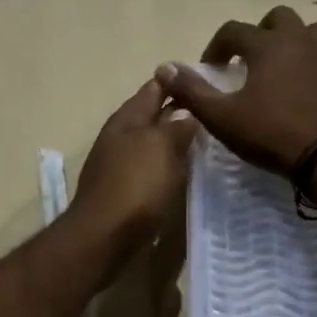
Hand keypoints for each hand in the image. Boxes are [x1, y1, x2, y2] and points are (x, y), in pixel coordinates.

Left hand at [71, 80, 199, 274]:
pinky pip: (150, 170)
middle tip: (212, 111)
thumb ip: (175, 127)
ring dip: (172, 141)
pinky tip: (183, 172)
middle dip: (177, 112)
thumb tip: (185, 112)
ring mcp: (119, 165)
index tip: (205, 79)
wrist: (104, 237)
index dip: (176, 82)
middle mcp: (119, 137)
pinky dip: (167, 166)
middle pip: (152, 116)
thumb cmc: (135, 186)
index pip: (154, 89)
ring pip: (151, 144)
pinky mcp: (124, 192)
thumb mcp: (160, 148)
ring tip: (204, 141)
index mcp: (127, 119)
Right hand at [155, 7, 316, 173]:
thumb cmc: (271, 135)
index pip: (233, 30)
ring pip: (315, 31)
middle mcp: (301, 39)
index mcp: (267, 45)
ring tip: (288, 67)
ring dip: (298, 42)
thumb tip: (164, 68)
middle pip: (278, 18)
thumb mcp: (222, 117)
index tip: (212, 69)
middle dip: (261, 34)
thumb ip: (192, 91)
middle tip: (252, 62)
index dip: (217, 47)